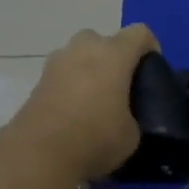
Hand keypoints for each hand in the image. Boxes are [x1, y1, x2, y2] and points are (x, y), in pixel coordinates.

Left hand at [5, 25, 159, 183]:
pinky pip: (61, 75)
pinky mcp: (37, 82)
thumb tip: (124, 118)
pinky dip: (69, 87)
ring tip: (94, 100)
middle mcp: (84, 49)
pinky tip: (73, 113)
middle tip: (119, 85)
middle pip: (104, 40)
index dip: (150, 48)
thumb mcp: (132, 134)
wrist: (38, 155)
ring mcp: (56, 63)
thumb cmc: (95, 137)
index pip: (140, 33)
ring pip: (78, 55)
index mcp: (114, 54)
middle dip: (113, 57)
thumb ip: (132, 116)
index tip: (151, 72)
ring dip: (88, 70)